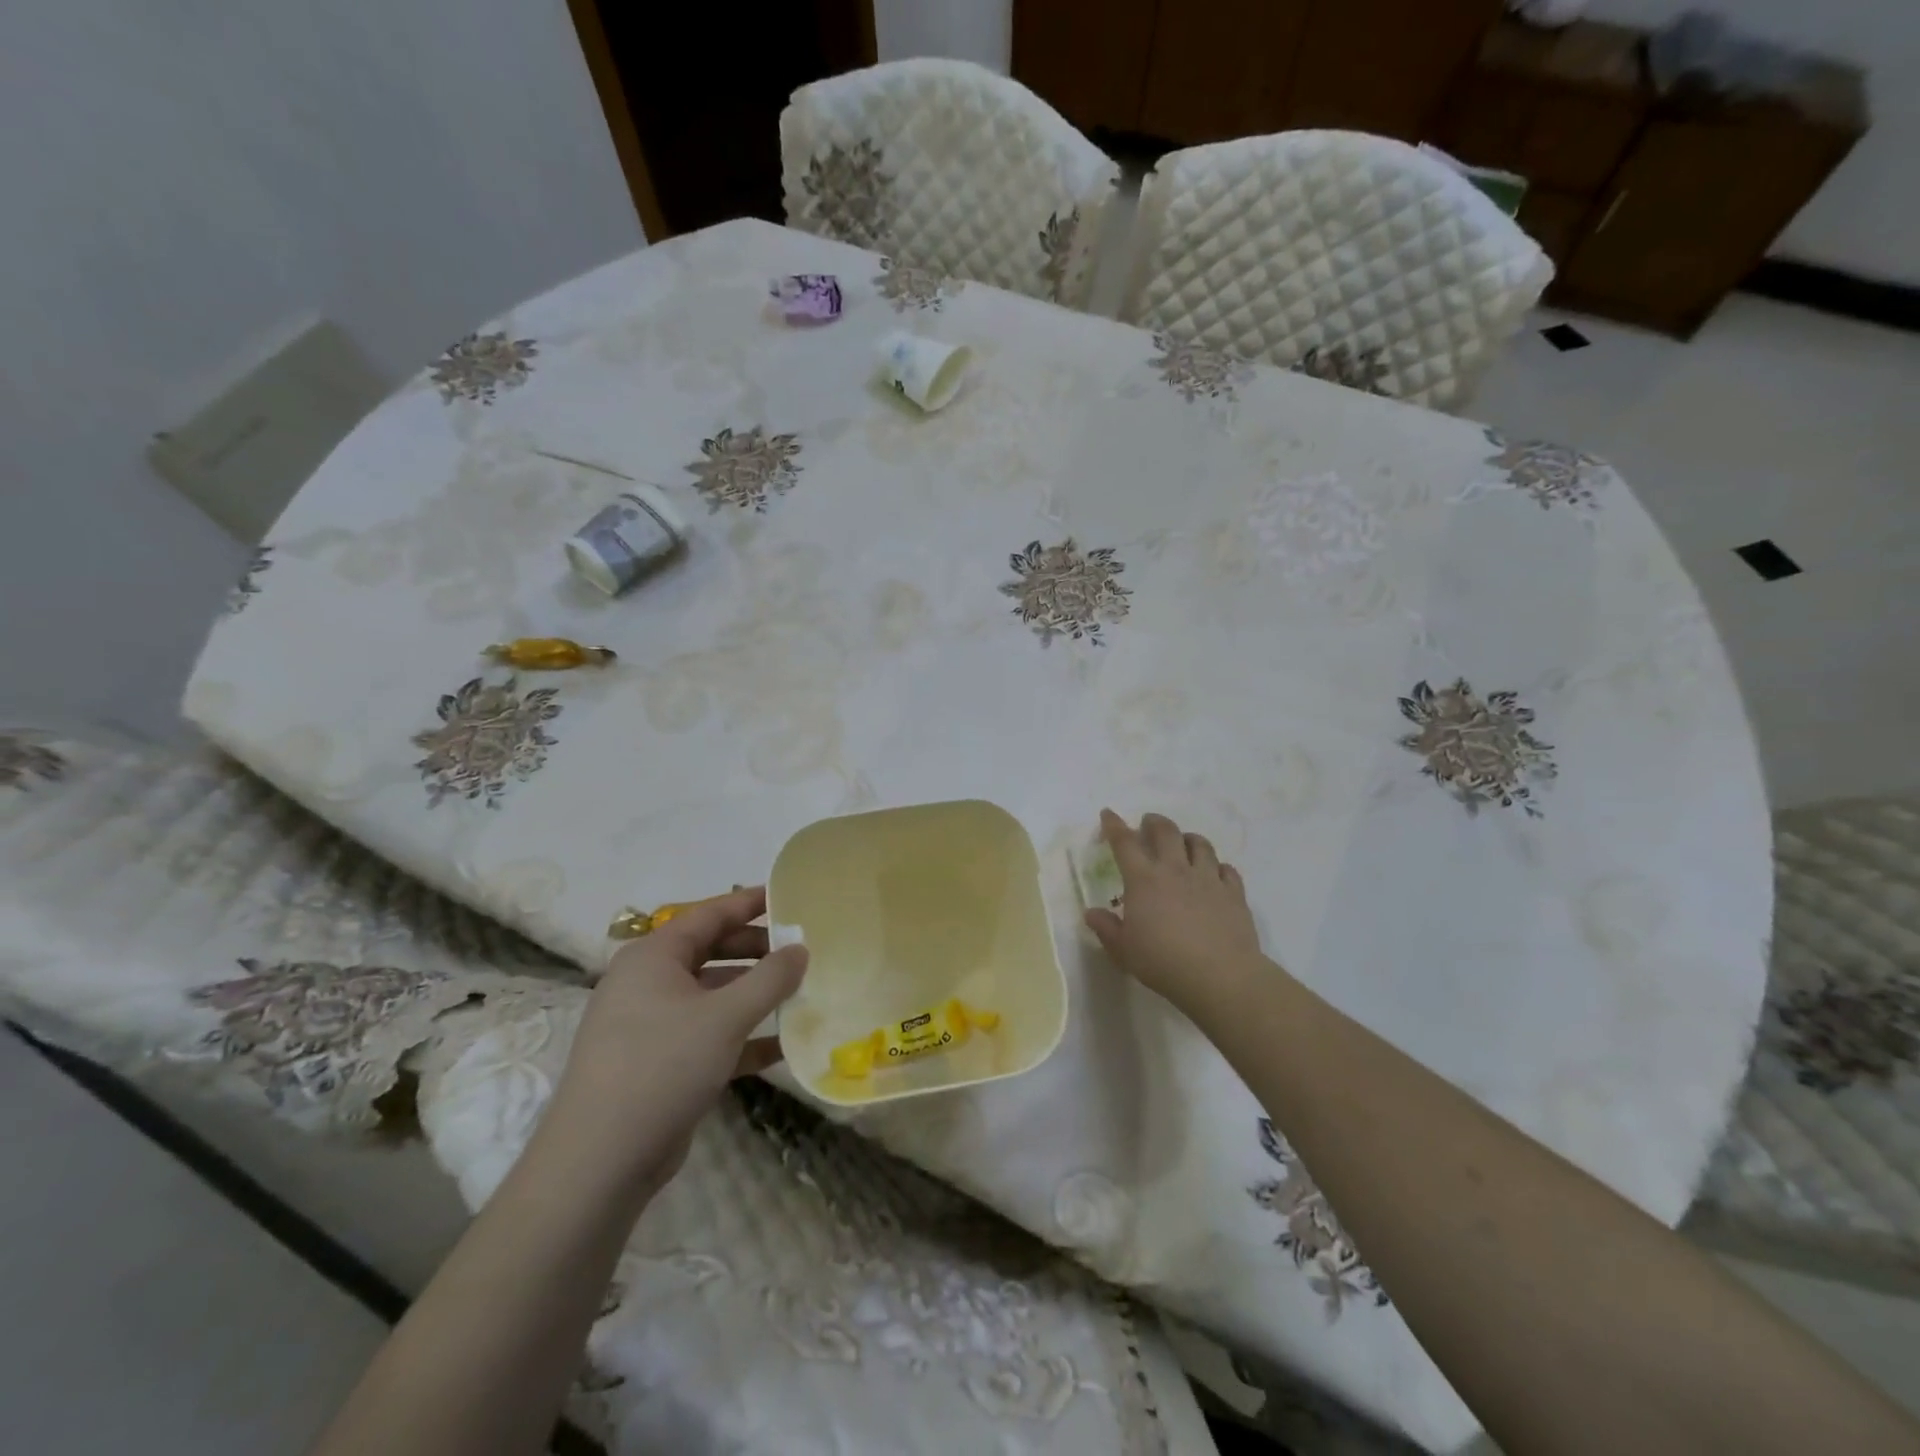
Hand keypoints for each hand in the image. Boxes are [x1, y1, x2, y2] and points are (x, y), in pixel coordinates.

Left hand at [531, 887, 806, 1205]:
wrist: (600, 1162)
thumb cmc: (662, 1066)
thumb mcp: (725, 1016)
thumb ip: (770, 978)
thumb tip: (801, 949)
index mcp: (654, 957)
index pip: (710, 914)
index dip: (751, 903)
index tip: (791, 897)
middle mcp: (648, 982)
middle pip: (712, 951)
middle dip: (757, 951)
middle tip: (802, 952)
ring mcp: (652, 1024)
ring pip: (712, 995)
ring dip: (754, 995)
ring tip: (800, 993)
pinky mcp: (660, 1062)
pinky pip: (708, 1035)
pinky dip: (741, 1036)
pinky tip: (782, 1046)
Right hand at [1083, 809, 1267, 1018]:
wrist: (1220, 976)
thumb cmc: (1163, 962)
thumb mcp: (1124, 950)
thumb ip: (1106, 928)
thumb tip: (1091, 913)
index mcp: (1144, 880)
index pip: (1124, 843)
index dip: (1114, 825)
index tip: (1108, 814)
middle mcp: (1175, 870)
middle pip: (1166, 831)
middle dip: (1154, 822)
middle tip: (1148, 824)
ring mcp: (1208, 878)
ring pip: (1200, 844)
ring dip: (1188, 838)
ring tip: (1183, 842)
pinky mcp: (1234, 892)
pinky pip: (1226, 869)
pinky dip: (1218, 867)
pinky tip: (1215, 874)